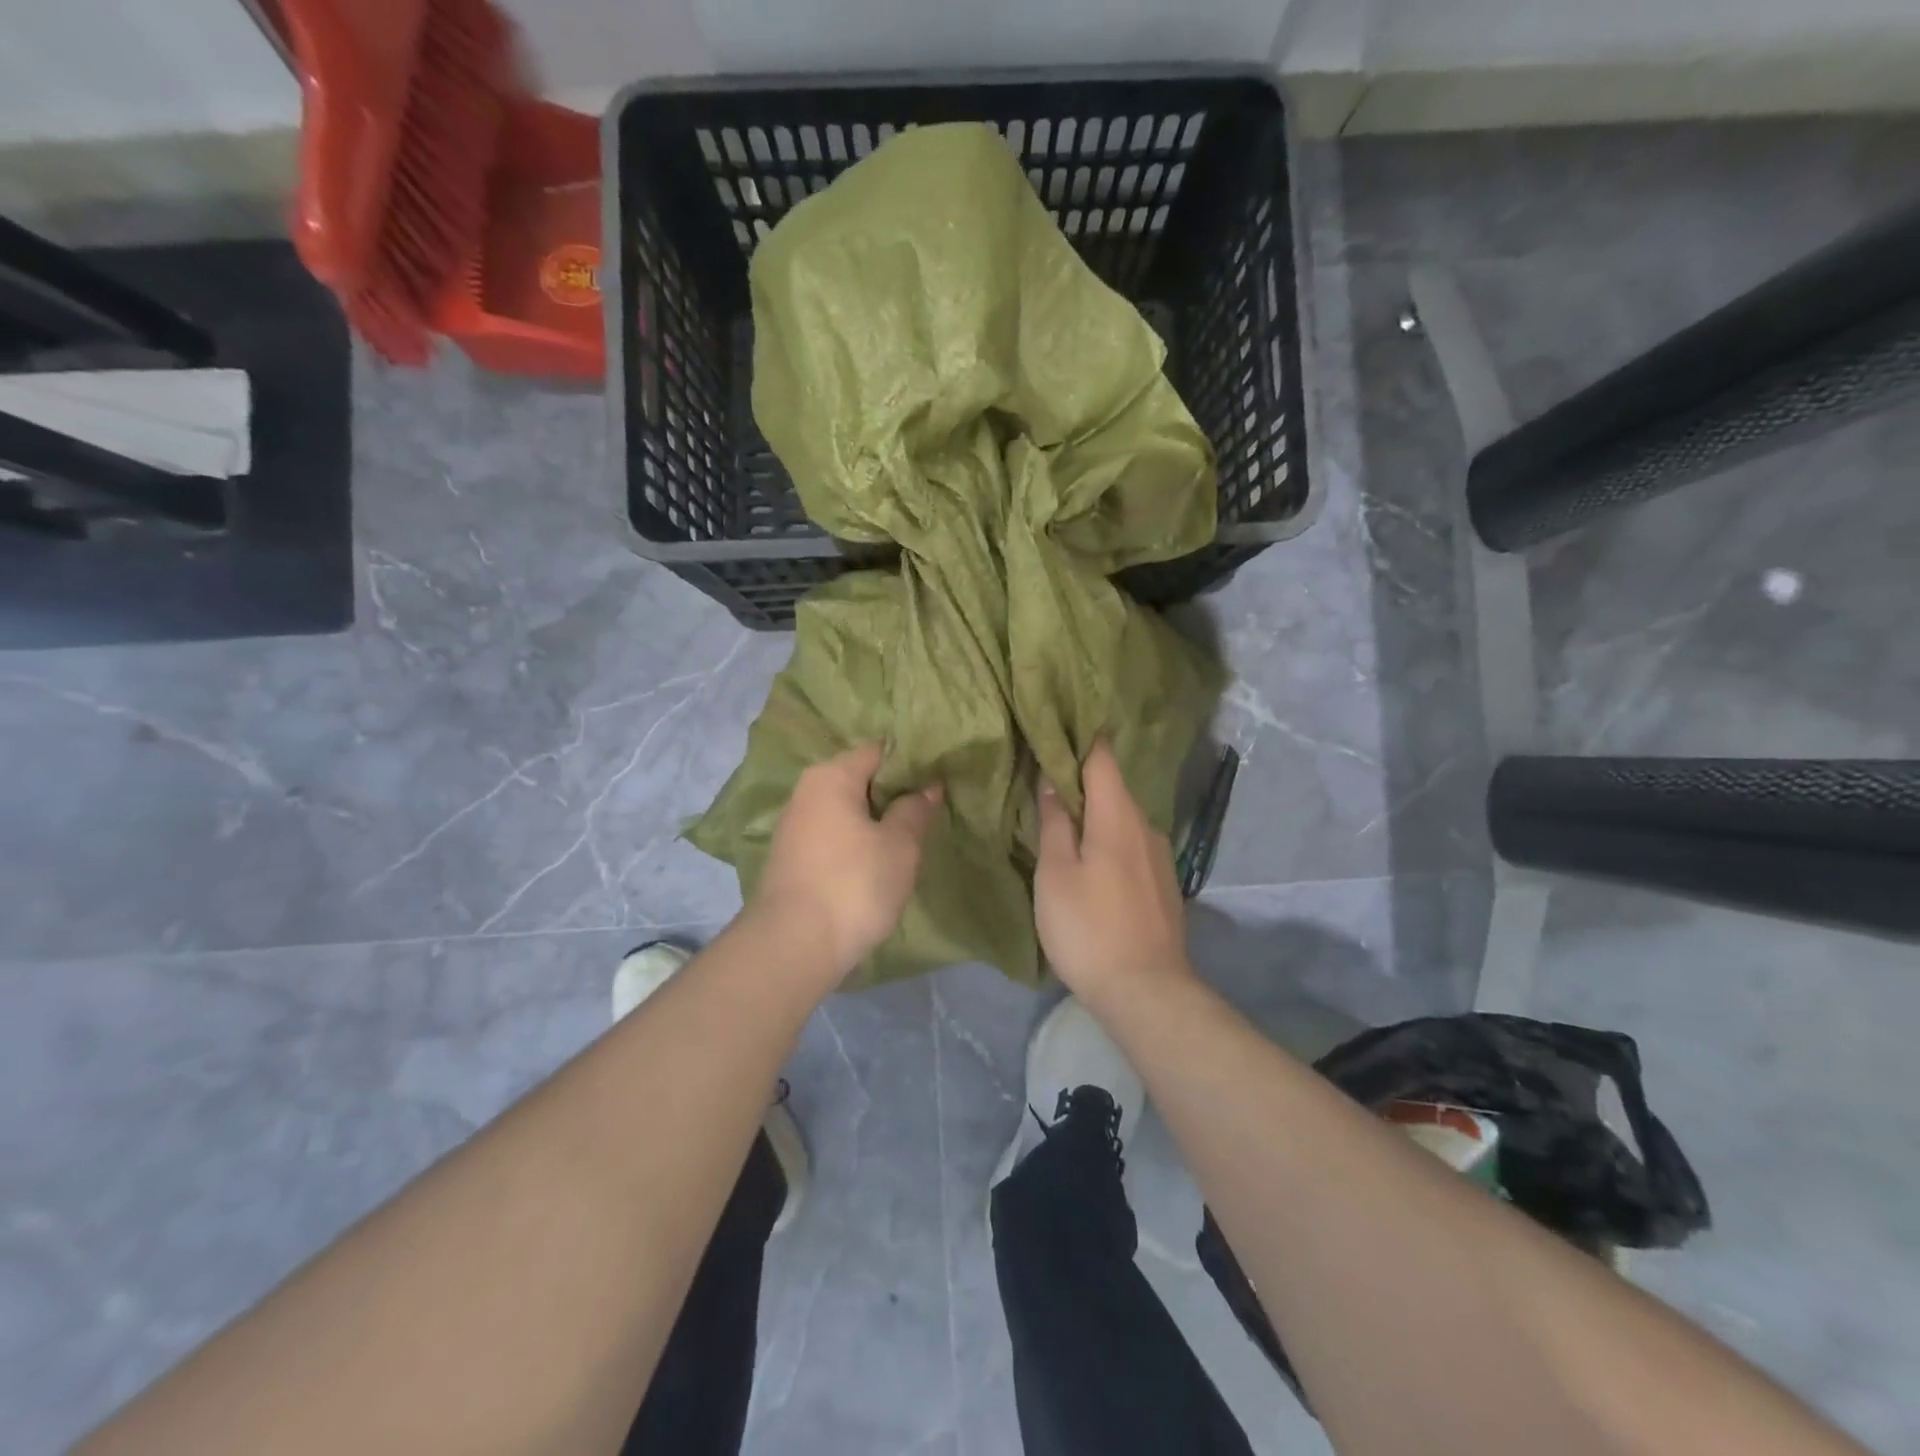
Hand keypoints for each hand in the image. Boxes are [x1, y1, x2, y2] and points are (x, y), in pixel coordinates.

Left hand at [750, 742, 941, 981]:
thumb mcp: (899, 845)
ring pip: (846, 810)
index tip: (938, 778)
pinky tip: (877, 861)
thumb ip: (915, 810)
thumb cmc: (853, 884)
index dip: (911, 762)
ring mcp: (795, 827)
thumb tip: (928, 787)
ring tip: (909, 836)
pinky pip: (833, 836)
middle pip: (859, 779)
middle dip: (894, 792)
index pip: (878, 751)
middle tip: (930, 809)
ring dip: (875, 820)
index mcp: (831, 776)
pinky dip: (856, 841)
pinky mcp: (792, 858)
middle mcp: (807, 792)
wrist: (794, 946)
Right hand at [1035, 739, 1191, 997]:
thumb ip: (1054, 823)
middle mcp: (1147, 826)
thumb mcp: (1055, 874)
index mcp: (1118, 816)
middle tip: (1044, 780)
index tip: (1054, 730)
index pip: (1102, 757)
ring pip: (1123, 819)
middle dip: (1081, 780)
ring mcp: (1161, 856)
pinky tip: (1093, 861)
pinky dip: (1110, 840)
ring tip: (1064, 822)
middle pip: (1113, 787)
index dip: (1079, 739)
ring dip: (1096, 814)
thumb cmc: (1088, 928)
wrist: (1146, 992)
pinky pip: (1133, 845)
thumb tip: (1050, 781)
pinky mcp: (1164, 884)